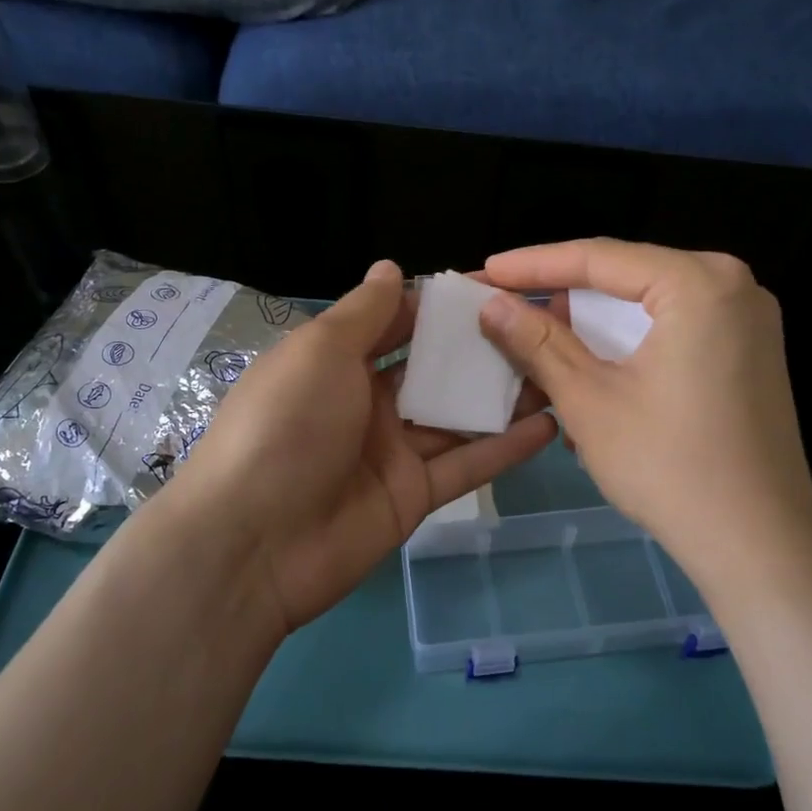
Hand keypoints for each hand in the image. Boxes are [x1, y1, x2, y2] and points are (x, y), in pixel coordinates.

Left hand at [175, 259, 556, 632]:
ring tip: (558, 370)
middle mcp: (367, 403)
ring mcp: (393, 452)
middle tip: (541, 327)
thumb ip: (364, 313)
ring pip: (457, 416)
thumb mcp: (319, 352)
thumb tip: (391, 267)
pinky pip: (466, 465)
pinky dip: (505, 447)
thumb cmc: (285, 425)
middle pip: (434, 370)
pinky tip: (550, 425)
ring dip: (501, 396)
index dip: (440, 305)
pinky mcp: (414, 496)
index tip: (494, 287)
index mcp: (337, 363)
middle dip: (480, 349)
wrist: (254, 543)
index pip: (397, 324)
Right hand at [478, 239, 811, 599]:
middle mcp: (732, 285)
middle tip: (507, 309)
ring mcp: (748, 320)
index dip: (533, 265)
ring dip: (592, 325)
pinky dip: (628, 344)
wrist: (759, 544)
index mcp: (699, 282)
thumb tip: (491, 304)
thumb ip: (537, 342)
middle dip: (563, 296)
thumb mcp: (588, 399)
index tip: (485, 271)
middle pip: (626, 277)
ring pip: (647, 306)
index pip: (599, 258)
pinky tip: (588, 367)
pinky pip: (673, 329)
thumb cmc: (668, 466)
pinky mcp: (749, 354)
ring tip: (537, 342)